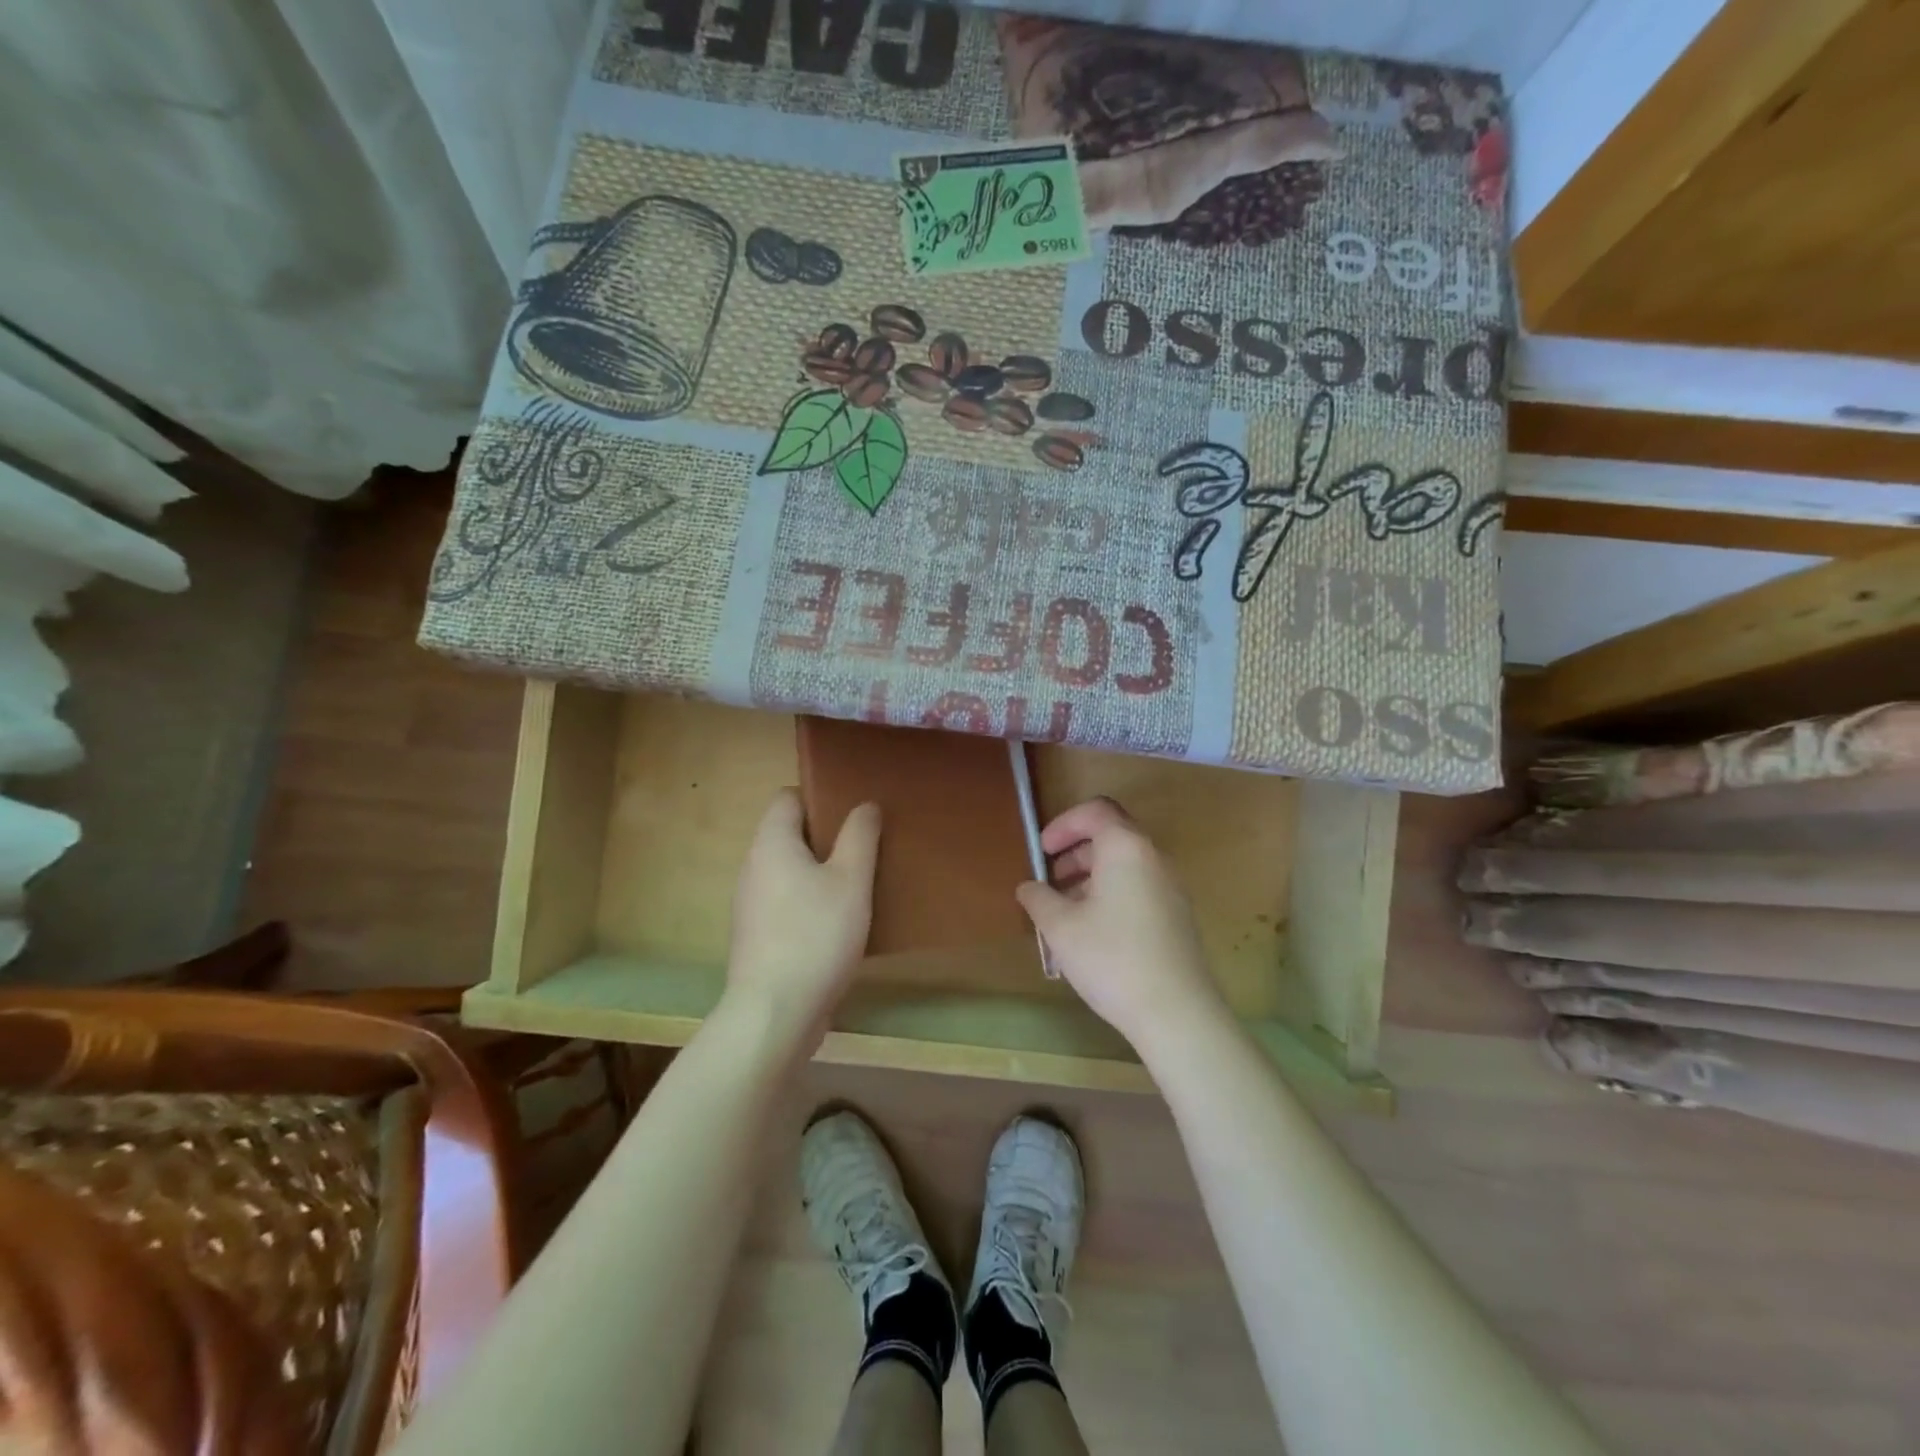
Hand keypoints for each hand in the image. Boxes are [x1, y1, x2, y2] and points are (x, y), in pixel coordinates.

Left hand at [726, 789, 879, 1040]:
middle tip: (865, 848)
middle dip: (826, 838)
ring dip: (819, 873)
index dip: (820, 797)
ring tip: (858, 884)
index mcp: (772, 843)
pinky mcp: (756, 936)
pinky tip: (838, 923)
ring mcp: (751, 904)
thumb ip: (859, 837)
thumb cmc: (816, 935)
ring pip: (789, 871)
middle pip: (789, 834)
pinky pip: (785, 902)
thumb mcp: (851, 880)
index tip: (852, 813)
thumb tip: (864, 805)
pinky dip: (809, 902)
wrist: (775, 1013)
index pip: (787, 798)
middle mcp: (753, 867)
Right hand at [1016, 798, 1226, 1051]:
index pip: (1095, 811)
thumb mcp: (1060, 928)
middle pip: (1112, 835)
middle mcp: (1153, 858)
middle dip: (1075, 851)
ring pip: (1125, 864)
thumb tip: (1029, 887)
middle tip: (1050, 879)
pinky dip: (1112, 892)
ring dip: (1092, 875)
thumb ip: (1038, 898)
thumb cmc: (1112, 959)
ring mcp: (1170, 887)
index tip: (1042, 850)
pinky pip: (1139, 887)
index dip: (1063, 824)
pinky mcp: (1177, 915)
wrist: (1177, 1012)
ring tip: (1066, 909)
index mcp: (1126, 848)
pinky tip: (1094, 930)